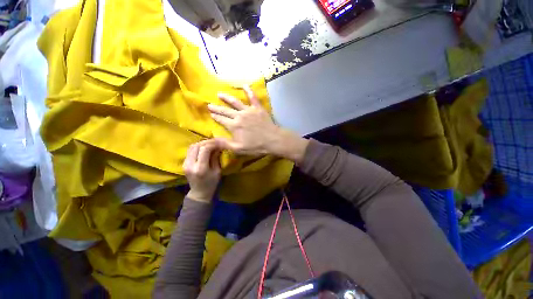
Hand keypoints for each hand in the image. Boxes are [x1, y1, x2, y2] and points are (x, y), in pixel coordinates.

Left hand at [183, 140, 220, 202]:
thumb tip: (217, 147)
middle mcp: (191, 165)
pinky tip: (203, 149)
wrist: (199, 192)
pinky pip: (189, 151)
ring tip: (209, 145)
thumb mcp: (217, 171)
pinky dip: (197, 147)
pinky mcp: (183, 163)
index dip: (212, 144)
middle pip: (196, 146)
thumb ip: (216, 158)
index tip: (218, 144)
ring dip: (201, 144)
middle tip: (214, 142)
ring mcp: (185, 164)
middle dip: (206, 142)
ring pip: (191, 147)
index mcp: (201, 168)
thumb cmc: (212, 183)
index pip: (204, 150)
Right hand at [208, 86, 308, 163]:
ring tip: (220, 94)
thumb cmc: (256, 146)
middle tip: (209, 104)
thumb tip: (212, 138)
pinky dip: (249, 90)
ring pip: (235, 102)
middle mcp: (239, 116)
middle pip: (225, 110)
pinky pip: (253, 97)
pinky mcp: (258, 108)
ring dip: (227, 98)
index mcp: (234, 126)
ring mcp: (249, 110)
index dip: (215, 116)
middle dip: (217, 108)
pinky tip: (245, 85)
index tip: (210, 113)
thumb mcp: (238, 148)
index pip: (221, 119)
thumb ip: (224, 143)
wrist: (272, 140)